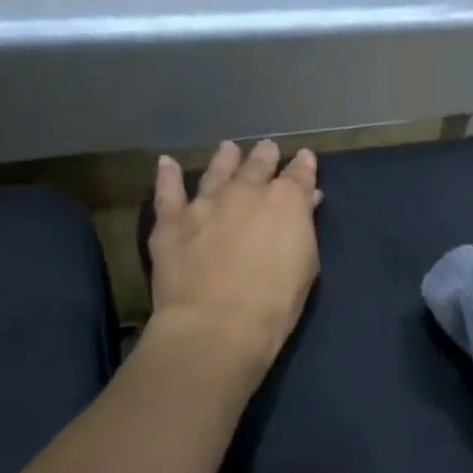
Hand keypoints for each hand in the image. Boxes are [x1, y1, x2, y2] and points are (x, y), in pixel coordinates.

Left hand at [148, 140, 320, 376]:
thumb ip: (303, 227)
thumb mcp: (305, 264)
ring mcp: (205, 203)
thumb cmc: (275, 302)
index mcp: (286, 201)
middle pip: (257, 165)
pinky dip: (168, 176)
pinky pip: (168, 192)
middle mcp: (246, 191)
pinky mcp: (172, 221)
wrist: (217, 324)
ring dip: (225, 159)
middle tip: (266, 148)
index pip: (299, 174)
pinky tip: (167, 163)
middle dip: (265, 156)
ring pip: (216, 171)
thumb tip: (305, 201)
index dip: (303, 165)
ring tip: (228, 148)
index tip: (304, 158)